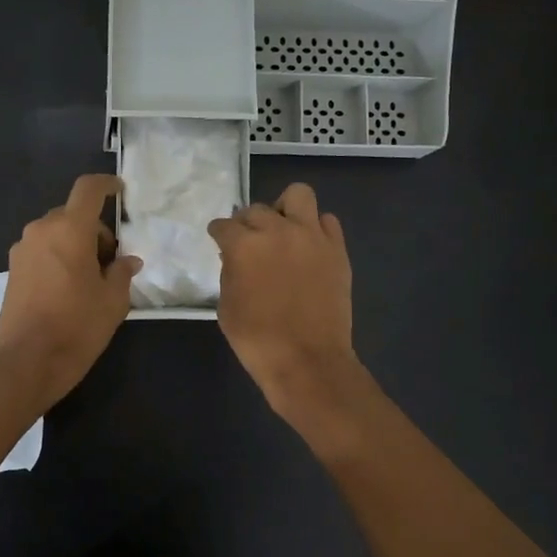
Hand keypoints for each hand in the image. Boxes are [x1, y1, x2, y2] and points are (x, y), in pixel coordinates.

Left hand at [0, 174, 142, 408]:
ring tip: (89, 279)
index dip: (106, 184)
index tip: (119, 191)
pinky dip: (57, 258)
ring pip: (55, 233)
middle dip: (94, 230)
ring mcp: (22, 250)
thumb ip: (121, 272)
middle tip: (110, 262)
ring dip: (74, 244)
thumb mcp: (113, 300)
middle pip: (72, 215)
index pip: (88, 190)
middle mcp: (41, 231)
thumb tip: (127, 261)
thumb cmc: (78, 326)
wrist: (29, 361)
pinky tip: (67, 289)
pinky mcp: (12, 270)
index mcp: (69, 229)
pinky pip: (41, 251)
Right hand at [207, 182, 366, 423]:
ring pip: (298, 195)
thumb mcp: (227, 307)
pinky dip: (315, 228)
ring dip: (285, 209)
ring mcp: (312, 236)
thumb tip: (236, 257)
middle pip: (256, 210)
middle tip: (250, 243)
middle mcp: (278, 230)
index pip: (224, 225)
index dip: (219, 234)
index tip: (219, 240)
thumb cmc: (257, 340)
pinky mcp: (337, 250)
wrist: (307, 361)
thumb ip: (230, 272)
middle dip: (248, 224)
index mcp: (244, 245)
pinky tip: (308, 247)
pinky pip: (327, 221)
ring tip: (283, 230)